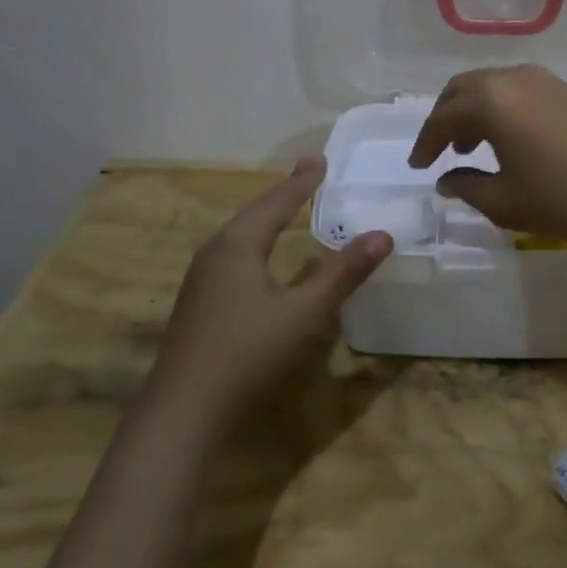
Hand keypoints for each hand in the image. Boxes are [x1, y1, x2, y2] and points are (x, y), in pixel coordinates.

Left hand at [149, 157, 390, 428]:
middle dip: (284, 193)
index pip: (277, 201)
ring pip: (240, 234)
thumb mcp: (305, 312)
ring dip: (267, 217)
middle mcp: (215, 252)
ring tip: (288, 207)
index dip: (302, 181)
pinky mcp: (199, 301)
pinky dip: (256, 241)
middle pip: (255, 212)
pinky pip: (233, 254)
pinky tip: (261, 256)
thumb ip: (343, 273)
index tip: (321, 158)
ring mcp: (201, 277)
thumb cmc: (248, 353)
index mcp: (238, 244)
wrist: (183, 409)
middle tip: (309, 175)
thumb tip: (382, 235)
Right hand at [406, 65, 566, 244]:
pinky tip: (510, 139)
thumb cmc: (564, 197)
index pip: (442, 117)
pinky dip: (501, 109)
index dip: (425, 143)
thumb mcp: (505, 202)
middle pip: (463, 89)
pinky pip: (517, 90)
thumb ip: (467, 187)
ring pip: (492, 86)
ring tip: (471, 146)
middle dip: (445, 118)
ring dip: (474, 112)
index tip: (418, 166)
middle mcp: (513, 78)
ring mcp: (544, 80)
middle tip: (439, 150)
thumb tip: (447, 181)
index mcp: (491, 101)